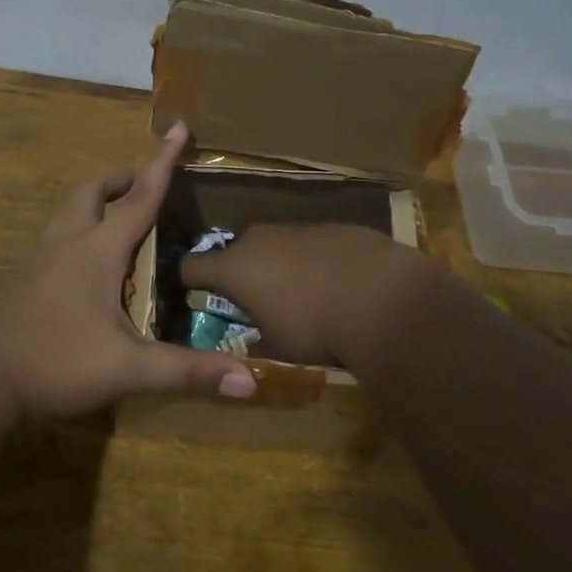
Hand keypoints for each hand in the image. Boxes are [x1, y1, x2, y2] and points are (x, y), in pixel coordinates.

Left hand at [0, 122, 256, 417]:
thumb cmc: (55, 361)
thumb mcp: (128, 369)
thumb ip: (187, 373)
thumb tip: (251, 383)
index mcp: (98, 249)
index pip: (141, 196)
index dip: (163, 162)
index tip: (179, 126)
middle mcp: (67, 242)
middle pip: (93, 192)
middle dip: (122, 181)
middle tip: (144, 186)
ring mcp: (38, 259)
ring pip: (69, 212)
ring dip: (95, 203)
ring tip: (117, 219)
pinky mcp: (21, 280)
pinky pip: (55, 238)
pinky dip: (76, 232)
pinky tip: (84, 266)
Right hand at [180, 223, 420, 367]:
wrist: (383, 297)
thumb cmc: (315, 327)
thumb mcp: (276, 346)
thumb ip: (256, 336)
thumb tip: (252, 337)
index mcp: (234, 267)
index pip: (191, 266)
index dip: (187, 280)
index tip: (190, 292)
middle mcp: (259, 239)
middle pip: (237, 252)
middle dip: (242, 274)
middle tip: (256, 301)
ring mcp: (298, 228)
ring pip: (277, 246)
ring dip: (281, 266)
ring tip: (303, 295)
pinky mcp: (335, 226)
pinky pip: (312, 245)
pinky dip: (315, 261)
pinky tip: (339, 284)